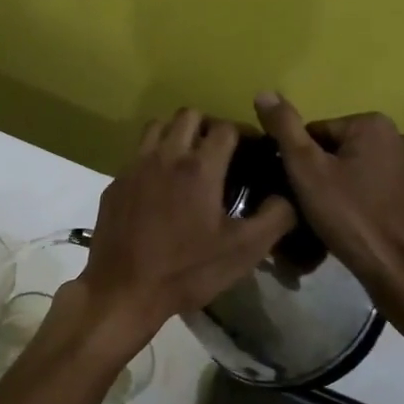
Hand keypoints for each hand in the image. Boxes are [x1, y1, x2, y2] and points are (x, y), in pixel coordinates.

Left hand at [76, 109, 295, 357]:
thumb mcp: (244, 251)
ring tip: (189, 159)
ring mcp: (135, 166)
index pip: (226, 128)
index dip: (244, 133)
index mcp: (199, 167)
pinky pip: (137, 153)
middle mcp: (165, 155)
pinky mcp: (116, 181)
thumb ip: (274, 217)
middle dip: (209, 126)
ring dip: (177, 133)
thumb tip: (287, 194)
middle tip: (221, 151)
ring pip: (157, 126)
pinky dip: (153, 156)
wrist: (124, 288)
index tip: (252, 150)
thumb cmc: (188, 270)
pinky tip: (160, 186)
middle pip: (189, 115)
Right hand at [252, 93, 403, 330]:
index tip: (303, 189)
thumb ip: (285, 127)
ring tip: (347, 219)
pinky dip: (386, 203)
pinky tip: (375, 226)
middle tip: (322, 206)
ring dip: (360, 186)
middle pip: (349, 150)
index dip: (304, 161)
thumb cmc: (349, 217)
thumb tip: (265, 92)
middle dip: (333, 172)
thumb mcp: (305, 170)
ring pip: (376, 170)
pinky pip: (401, 192)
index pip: (320, 134)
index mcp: (374, 125)